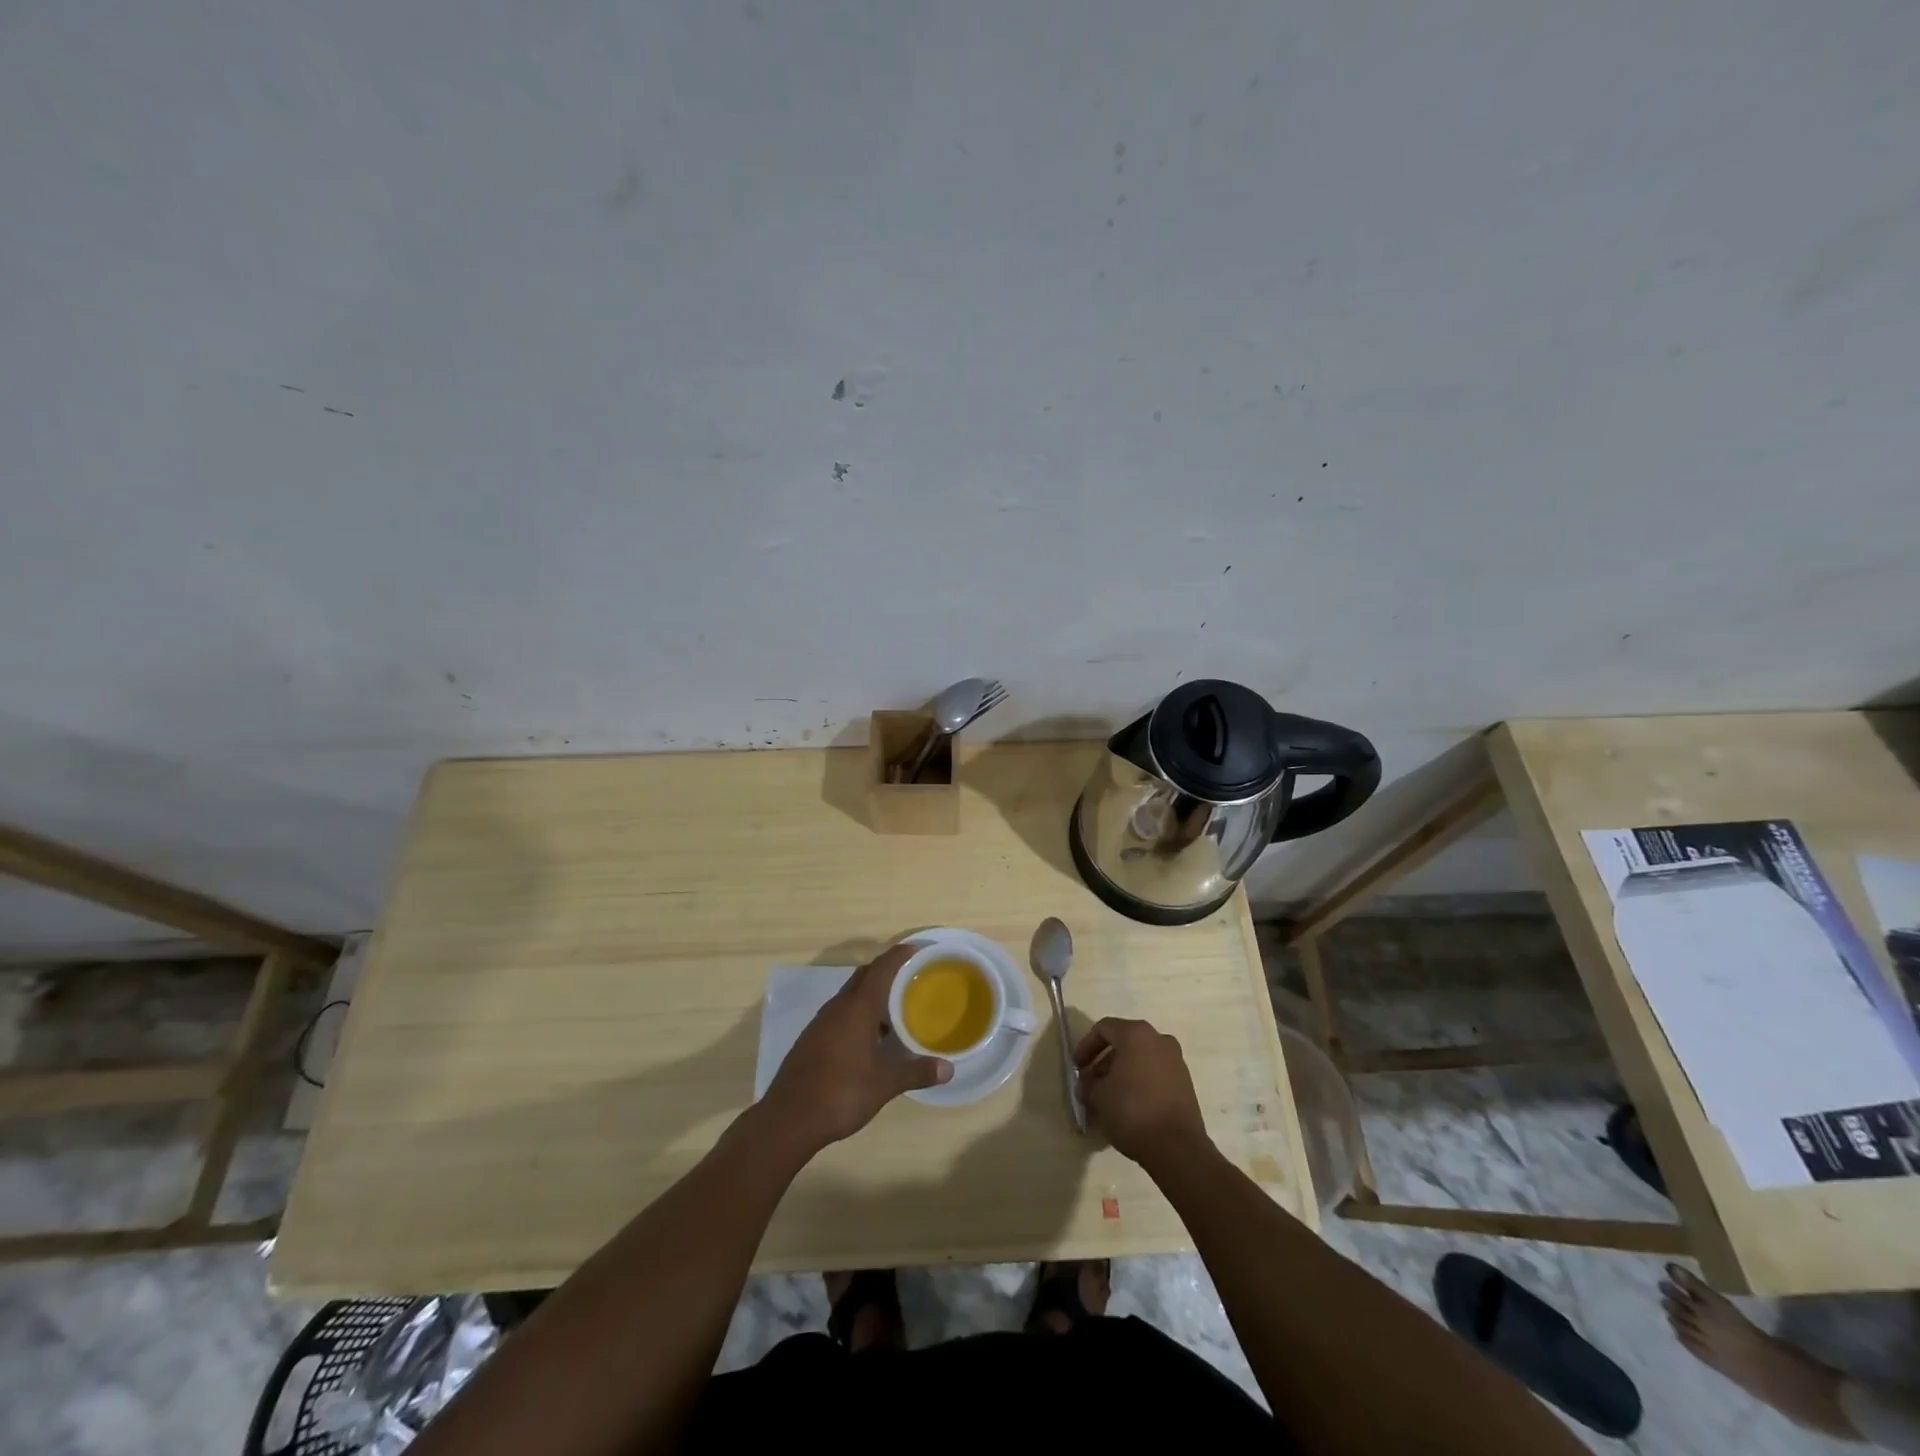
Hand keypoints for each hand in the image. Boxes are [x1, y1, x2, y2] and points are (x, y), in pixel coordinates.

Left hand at [760, 945, 951, 1156]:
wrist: (788, 1119)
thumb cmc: (841, 1092)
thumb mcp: (885, 1084)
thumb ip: (916, 1072)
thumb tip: (949, 1069)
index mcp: (857, 1007)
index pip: (881, 968)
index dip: (899, 955)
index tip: (918, 949)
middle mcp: (838, 1007)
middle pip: (864, 976)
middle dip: (886, 972)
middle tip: (911, 980)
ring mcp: (821, 1022)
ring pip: (850, 996)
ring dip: (871, 996)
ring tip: (895, 1010)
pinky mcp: (812, 1039)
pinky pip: (840, 1014)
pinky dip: (858, 1015)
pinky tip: (870, 1039)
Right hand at [1074, 1017, 1209, 1169]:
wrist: (1178, 1147)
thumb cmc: (1132, 1111)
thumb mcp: (1099, 1097)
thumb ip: (1088, 1085)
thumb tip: (1088, 1085)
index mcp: (1136, 1034)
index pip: (1104, 1029)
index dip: (1085, 1046)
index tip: (1077, 1067)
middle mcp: (1159, 1039)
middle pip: (1124, 1042)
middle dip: (1103, 1061)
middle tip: (1090, 1083)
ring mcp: (1176, 1060)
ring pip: (1140, 1058)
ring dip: (1121, 1072)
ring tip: (1108, 1097)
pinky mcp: (1185, 1082)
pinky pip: (1155, 1073)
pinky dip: (1139, 1081)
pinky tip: (1128, 1104)